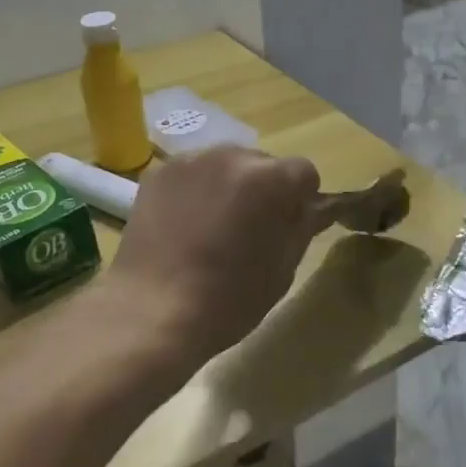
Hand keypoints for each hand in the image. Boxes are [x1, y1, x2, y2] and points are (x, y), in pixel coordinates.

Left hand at [105, 147, 321, 364]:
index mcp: (269, 179)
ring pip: (225, 165)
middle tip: (250, 229)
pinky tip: (185, 225)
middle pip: (263, 163)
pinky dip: (197, 190)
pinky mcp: (158, 173)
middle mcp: (231, 155)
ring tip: (214, 227)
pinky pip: (192, 173)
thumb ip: (302, 228)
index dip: (302, 199)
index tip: (289, 226)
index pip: (304, 172)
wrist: (151, 311)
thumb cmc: (228, 299)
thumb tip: (314, 208)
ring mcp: (190, 160)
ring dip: (230, 186)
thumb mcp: (282, 270)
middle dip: (265, 189)